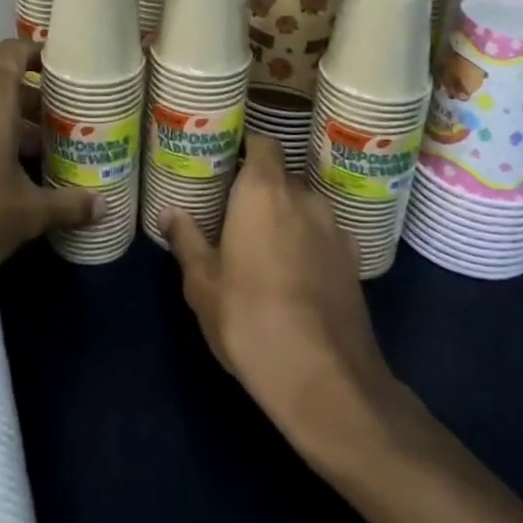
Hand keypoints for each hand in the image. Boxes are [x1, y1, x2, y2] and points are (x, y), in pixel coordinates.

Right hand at [163, 134, 401, 454]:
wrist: (326, 380)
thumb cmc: (250, 318)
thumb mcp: (202, 283)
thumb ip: (186, 239)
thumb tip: (168, 212)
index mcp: (264, 190)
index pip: (261, 143)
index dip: (243, 146)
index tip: (222, 161)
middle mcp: (304, 198)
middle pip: (280, 175)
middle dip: (258, 186)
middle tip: (229, 207)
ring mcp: (335, 230)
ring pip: (304, 207)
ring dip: (284, 216)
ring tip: (259, 242)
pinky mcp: (354, 263)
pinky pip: (323, 236)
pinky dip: (306, 242)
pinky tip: (290, 273)